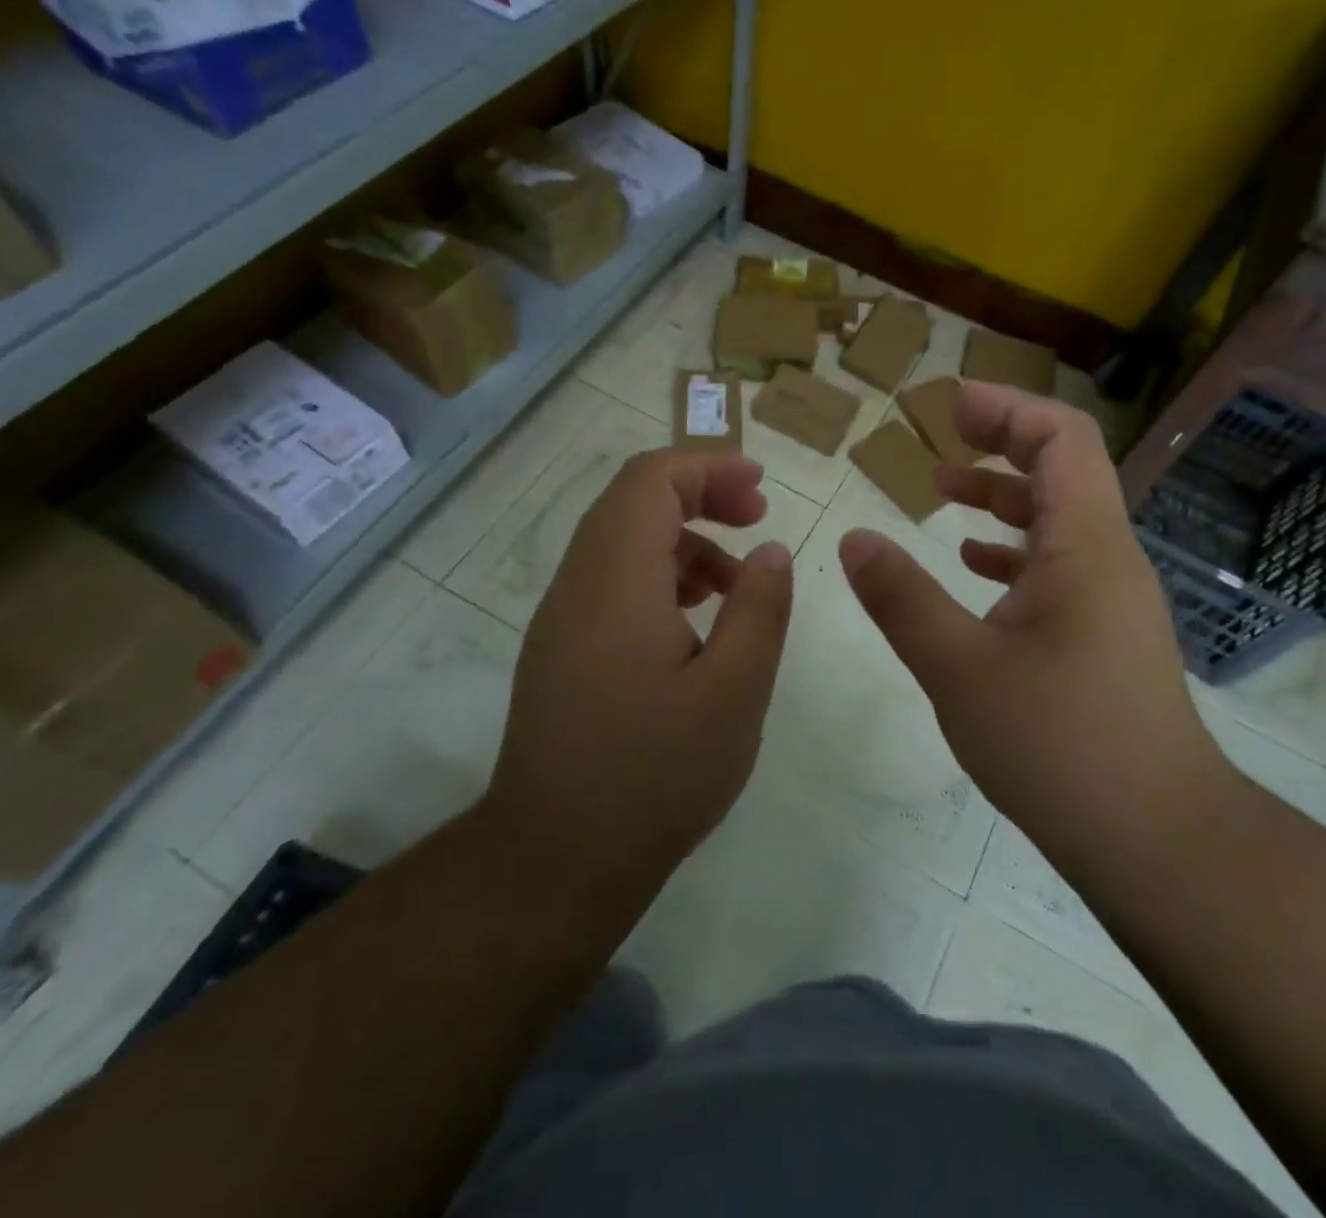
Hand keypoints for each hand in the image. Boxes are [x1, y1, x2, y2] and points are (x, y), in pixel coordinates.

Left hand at [481, 450, 793, 922]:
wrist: (555, 859)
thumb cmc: (655, 776)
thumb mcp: (734, 692)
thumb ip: (760, 609)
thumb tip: (770, 551)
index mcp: (616, 582)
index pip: (651, 480)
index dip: (708, 466)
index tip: (760, 486)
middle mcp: (578, 585)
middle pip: (632, 500)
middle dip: (700, 493)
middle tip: (757, 518)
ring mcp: (561, 618)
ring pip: (621, 541)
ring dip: (683, 539)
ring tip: (738, 580)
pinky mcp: (560, 649)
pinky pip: (611, 581)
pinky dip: (659, 575)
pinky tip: (697, 621)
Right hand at [838, 383, 1229, 869]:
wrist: (1158, 840)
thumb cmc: (1060, 744)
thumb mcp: (960, 668)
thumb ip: (902, 598)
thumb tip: (854, 538)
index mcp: (1086, 545)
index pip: (1062, 438)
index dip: (1007, 407)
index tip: (949, 404)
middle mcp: (1108, 558)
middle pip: (1063, 469)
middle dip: (1000, 443)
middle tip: (940, 437)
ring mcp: (1111, 599)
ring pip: (1058, 521)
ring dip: (1002, 498)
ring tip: (941, 494)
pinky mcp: (1104, 636)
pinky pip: (1058, 567)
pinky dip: (1012, 550)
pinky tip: (971, 566)